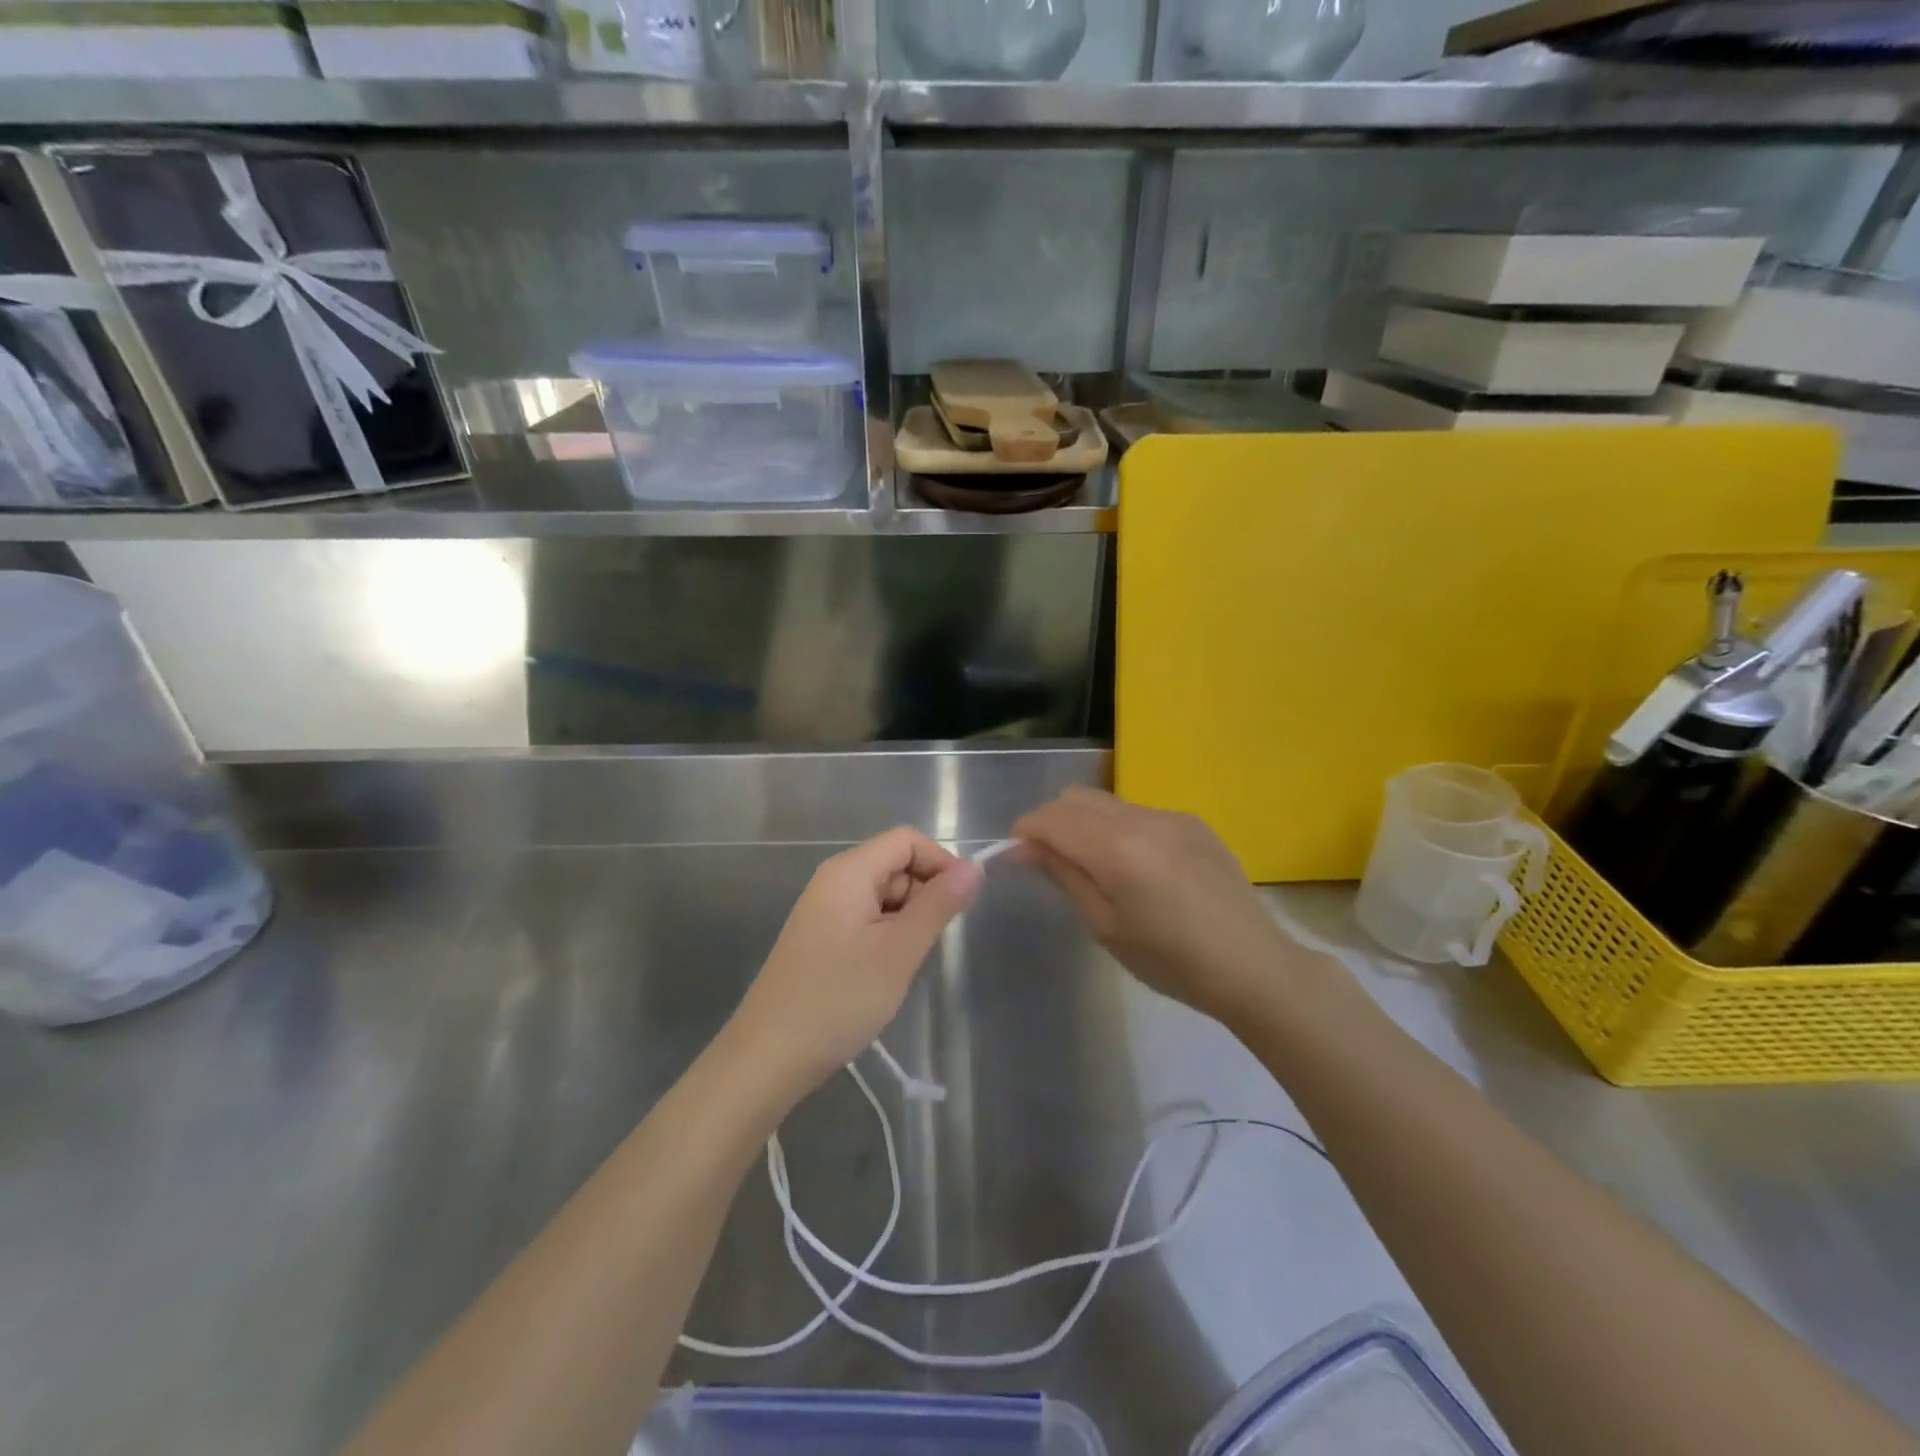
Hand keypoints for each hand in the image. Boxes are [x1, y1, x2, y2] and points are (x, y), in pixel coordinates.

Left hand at [730, 828, 982, 1096]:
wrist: (769, 1057)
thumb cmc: (838, 998)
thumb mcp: (899, 950)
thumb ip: (939, 904)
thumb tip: (975, 867)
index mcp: (848, 871)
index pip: (906, 840)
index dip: (940, 862)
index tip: (961, 903)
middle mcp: (833, 881)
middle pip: (895, 865)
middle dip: (923, 895)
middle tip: (927, 944)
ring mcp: (824, 910)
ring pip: (884, 896)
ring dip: (906, 920)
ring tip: (903, 964)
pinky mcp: (821, 938)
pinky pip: (866, 920)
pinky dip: (886, 937)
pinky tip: (884, 973)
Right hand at [1013, 788, 1297, 1023]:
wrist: (1253, 966)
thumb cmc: (1172, 961)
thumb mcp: (1106, 927)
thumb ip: (1064, 876)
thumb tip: (1025, 847)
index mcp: (1118, 849)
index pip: (1052, 818)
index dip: (1024, 831)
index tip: (1016, 855)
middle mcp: (1143, 818)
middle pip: (1076, 798)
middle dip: (1051, 821)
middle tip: (1049, 861)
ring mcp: (1172, 815)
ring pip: (1107, 802)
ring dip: (1085, 823)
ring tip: (1094, 865)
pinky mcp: (1193, 822)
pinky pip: (1139, 812)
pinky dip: (1119, 828)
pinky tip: (1137, 867)